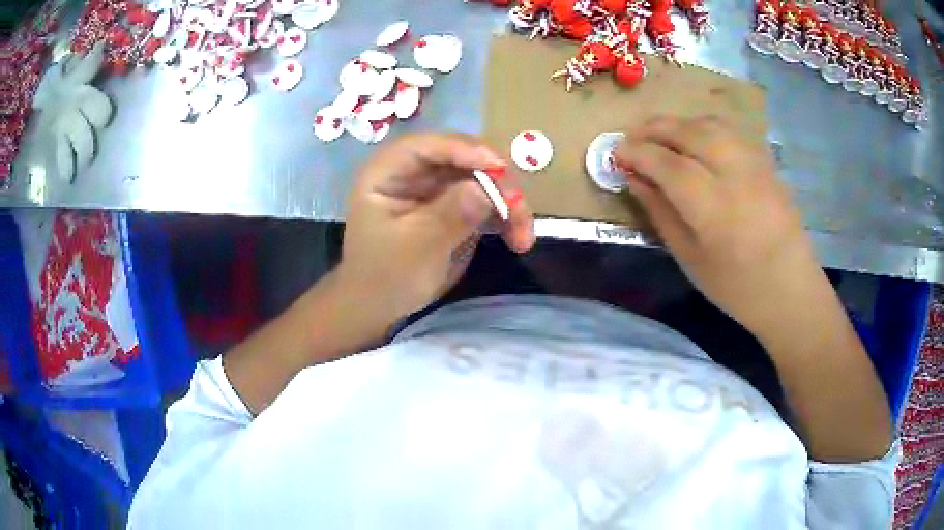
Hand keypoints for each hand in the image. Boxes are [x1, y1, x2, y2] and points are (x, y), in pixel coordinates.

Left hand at [337, 132, 535, 323]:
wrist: (378, 307)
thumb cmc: (384, 276)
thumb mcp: (415, 247)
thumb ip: (449, 214)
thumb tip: (485, 189)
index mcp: (389, 171)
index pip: (428, 146)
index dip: (464, 149)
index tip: (499, 167)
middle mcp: (414, 172)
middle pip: (462, 159)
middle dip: (496, 180)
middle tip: (518, 208)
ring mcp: (436, 189)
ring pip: (481, 179)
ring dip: (508, 203)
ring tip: (524, 236)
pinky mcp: (453, 207)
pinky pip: (485, 202)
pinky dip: (505, 218)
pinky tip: (519, 239)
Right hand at [614, 116, 820, 332]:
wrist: (791, 290)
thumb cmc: (737, 287)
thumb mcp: (690, 258)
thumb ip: (660, 212)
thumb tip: (633, 179)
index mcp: (712, 206)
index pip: (666, 162)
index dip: (636, 152)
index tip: (615, 152)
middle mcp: (734, 174)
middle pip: (687, 132)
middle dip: (654, 129)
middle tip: (632, 138)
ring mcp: (754, 163)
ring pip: (709, 123)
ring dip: (678, 124)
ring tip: (661, 136)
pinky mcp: (766, 162)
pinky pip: (729, 131)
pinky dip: (704, 127)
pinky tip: (696, 140)